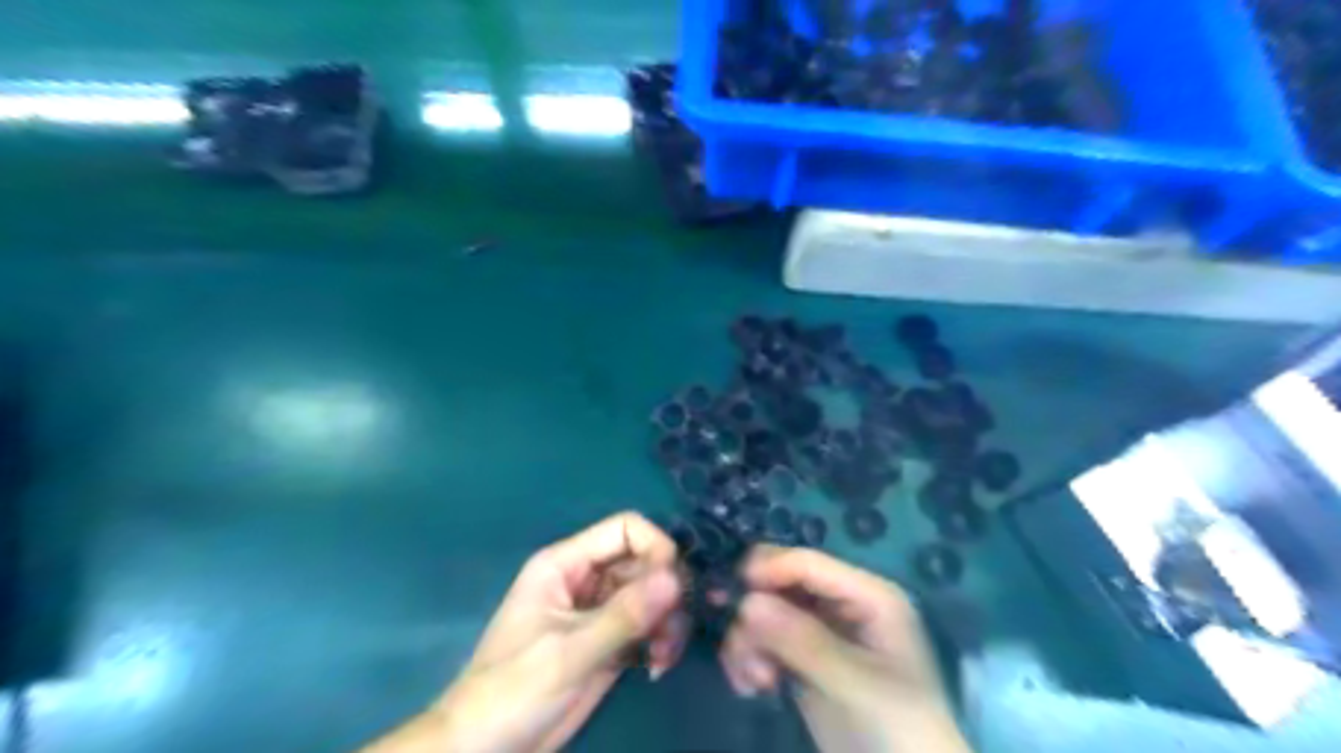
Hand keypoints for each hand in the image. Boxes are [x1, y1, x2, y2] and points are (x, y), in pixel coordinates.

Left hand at [366, 512, 685, 752]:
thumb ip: (623, 615)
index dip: (655, 547)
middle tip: (674, 630)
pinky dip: (661, 640)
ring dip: (668, 620)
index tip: (675, 584)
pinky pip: (648, 625)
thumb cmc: (512, 691)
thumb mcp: (568, 652)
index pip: (624, 529)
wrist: (486, 750)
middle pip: (644, 561)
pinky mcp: (609, 641)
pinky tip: (658, 666)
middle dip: (667, 592)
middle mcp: (586, 579)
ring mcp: (599, 611)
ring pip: (652, 594)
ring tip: (665, 656)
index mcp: (565, 564)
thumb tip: (677, 578)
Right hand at [718, 547, 970, 752]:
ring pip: (766, 611)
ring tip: (753, 682)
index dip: (767, 570)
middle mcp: (843, 603)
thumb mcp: (853, 684)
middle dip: (755, 611)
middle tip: (740, 647)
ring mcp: (822, 630)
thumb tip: (747, 602)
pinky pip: (764, 639)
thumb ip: (802, 641)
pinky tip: (752, 686)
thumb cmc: (897, 729)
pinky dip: (751, 656)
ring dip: (749, 640)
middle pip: (781, 582)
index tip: (728, 596)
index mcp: (868, 595)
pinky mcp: (805, 657)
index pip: (808, 563)